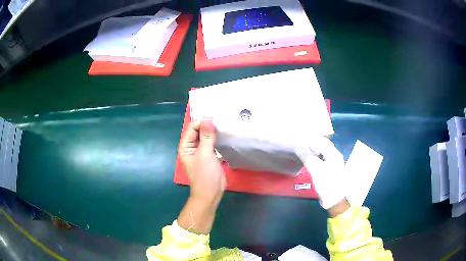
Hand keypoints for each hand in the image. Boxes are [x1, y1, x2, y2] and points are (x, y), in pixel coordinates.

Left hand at [177, 118, 225, 233]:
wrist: (211, 193)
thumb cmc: (205, 175)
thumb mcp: (205, 154)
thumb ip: (207, 136)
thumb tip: (208, 118)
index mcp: (186, 146)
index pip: (192, 128)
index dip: (201, 122)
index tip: (215, 119)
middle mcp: (192, 147)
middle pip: (199, 131)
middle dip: (208, 125)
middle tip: (221, 120)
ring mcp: (201, 151)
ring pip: (206, 136)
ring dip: (213, 131)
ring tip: (224, 125)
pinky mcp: (210, 155)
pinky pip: (212, 143)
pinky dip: (217, 138)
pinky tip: (225, 134)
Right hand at [295, 137, 346, 209]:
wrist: (334, 200)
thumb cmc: (327, 183)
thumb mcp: (316, 169)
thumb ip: (307, 156)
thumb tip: (298, 146)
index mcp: (334, 154)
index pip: (322, 141)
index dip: (311, 139)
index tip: (300, 137)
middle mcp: (335, 157)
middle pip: (323, 146)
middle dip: (312, 143)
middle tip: (300, 142)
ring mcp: (333, 164)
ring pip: (322, 153)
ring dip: (313, 150)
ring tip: (302, 149)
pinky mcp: (330, 171)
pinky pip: (321, 160)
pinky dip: (315, 157)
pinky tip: (309, 160)